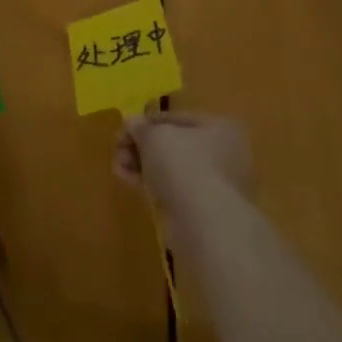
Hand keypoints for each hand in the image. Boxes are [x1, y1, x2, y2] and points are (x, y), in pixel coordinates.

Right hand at [114, 112, 252, 243]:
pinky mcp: (202, 209)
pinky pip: (171, 189)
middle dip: (141, 146)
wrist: (203, 223)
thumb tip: (131, 123)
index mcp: (219, 128)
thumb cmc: (183, 165)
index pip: (175, 118)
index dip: (146, 121)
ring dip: (142, 164)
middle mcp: (223, 153)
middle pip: (172, 144)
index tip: (123, 129)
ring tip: (118, 166)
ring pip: (170, 168)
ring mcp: (214, 184)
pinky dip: (149, 183)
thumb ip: (139, 126)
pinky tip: (127, 180)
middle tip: (118, 150)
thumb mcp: (154, 136)